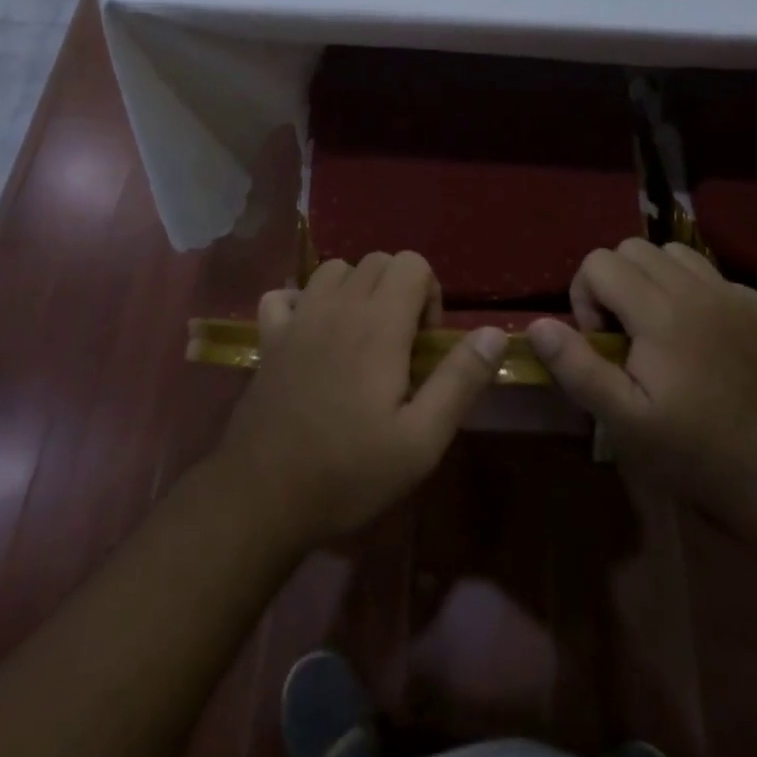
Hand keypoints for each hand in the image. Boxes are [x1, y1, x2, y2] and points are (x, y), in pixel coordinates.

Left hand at [215, 252, 506, 545]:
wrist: (263, 497)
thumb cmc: (350, 471)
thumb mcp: (422, 440)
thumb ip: (460, 380)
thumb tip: (494, 333)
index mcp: (378, 324)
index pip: (412, 263)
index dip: (429, 294)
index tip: (425, 343)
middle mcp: (337, 307)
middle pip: (376, 260)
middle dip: (398, 289)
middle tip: (400, 345)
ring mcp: (297, 318)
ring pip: (333, 269)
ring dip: (355, 290)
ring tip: (361, 337)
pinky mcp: (269, 338)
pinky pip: (284, 295)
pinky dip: (301, 302)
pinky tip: (311, 335)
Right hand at [528, 240, 756, 509]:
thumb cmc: (693, 452)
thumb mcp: (623, 421)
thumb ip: (578, 367)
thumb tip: (538, 324)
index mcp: (660, 313)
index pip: (600, 262)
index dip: (586, 296)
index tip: (600, 341)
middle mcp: (699, 290)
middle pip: (634, 248)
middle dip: (615, 281)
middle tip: (625, 332)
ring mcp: (739, 296)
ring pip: (677, 254)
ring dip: (656, 280)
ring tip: (661, 327)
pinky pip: (718, 278)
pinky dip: (699, 296)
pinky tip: (706, 341)